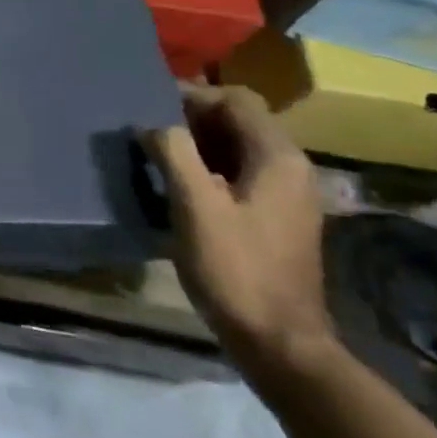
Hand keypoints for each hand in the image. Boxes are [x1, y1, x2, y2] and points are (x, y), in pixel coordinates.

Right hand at [144, 83, 333, 374]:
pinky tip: (177, 187)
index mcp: (278, 158)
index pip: (236, 100)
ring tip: (154, 154)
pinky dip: (207, 169)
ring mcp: (286, 196)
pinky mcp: (275, 218)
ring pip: (236, 149)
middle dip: (191, 119)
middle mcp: (290, 169)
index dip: (193, 95)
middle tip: (146, 129)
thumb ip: (174, 153)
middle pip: (238, 122)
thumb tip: (154, 125)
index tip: (150, 106)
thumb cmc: (236, 268)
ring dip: (196, 145)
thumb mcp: (196, 206)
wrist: (278, 342)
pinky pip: (238, 175)